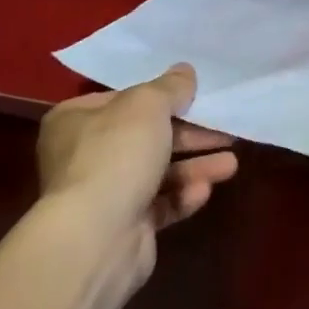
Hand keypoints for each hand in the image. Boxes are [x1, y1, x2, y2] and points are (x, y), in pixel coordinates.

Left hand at [35, 64, 236, 286]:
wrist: (97, 237)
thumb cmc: (117, 155)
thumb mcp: (148, 106)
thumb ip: (170, 87)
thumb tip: (185, 71)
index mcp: (76, 120)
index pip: (123, 100)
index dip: (161, 97)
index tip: (196, 97)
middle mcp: (85, 155)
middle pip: (146, 137)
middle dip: (189, 135)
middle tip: (225, 130)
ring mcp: (104, 194)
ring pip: (158, 172)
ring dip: (195, 166)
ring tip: (231, 164)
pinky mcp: (125, 226)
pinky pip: (160, 205)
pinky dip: (183, 196)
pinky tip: (204, 191)